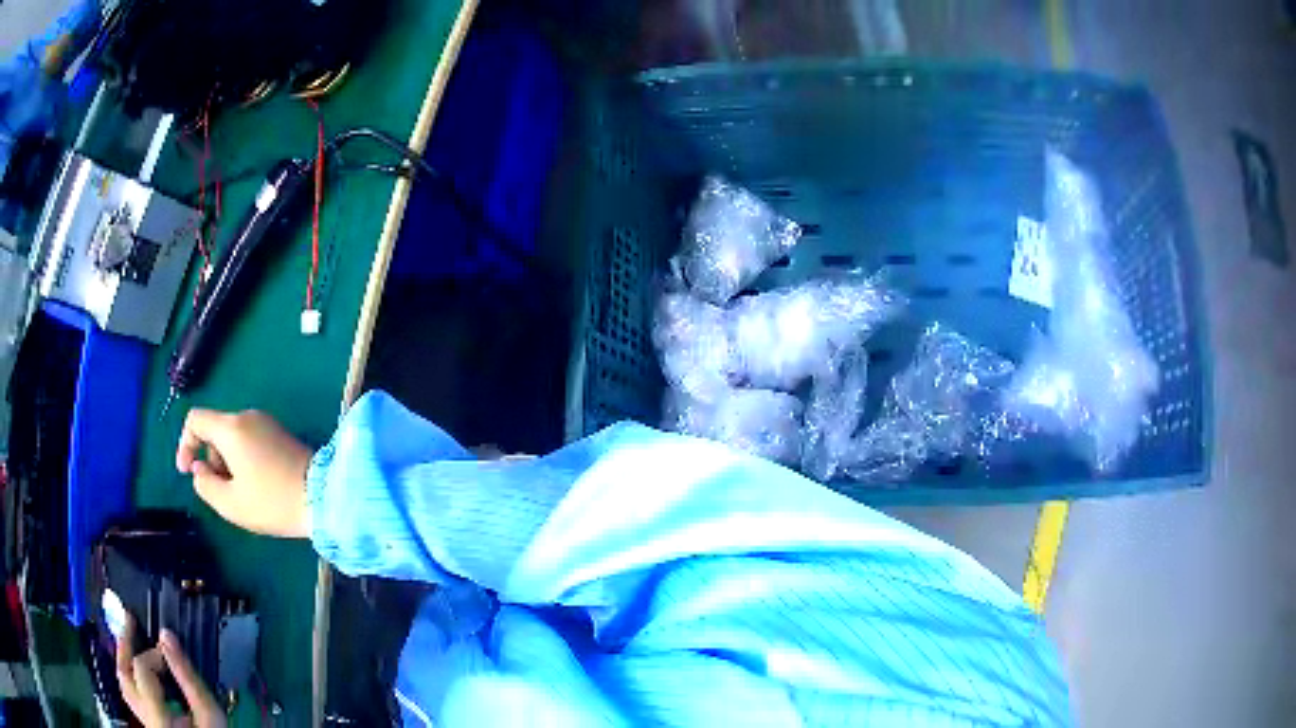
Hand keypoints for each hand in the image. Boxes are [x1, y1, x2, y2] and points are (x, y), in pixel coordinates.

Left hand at [116, 617, 224, 727]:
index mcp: (158, 718)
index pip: (142, 669)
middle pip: (123, 675)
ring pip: (124, 685)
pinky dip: (133, 677)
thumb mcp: (210, 715)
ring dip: (125, 659)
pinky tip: (140, 669)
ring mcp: (146, 722)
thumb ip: (188, 678)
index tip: (170, 649)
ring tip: (129, 638)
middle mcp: (146, 719)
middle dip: (124, 644)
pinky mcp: (150, 724)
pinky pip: (132, 695)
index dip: (154, 653)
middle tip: (129, 620)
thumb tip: (167, 636)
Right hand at [176, 408, 313, 537]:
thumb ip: (205, 484)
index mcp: (231, 427)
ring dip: (227, 463)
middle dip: (211, 460)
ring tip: (243, 493)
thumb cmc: (272, 502)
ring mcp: (267, 423)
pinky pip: (250, 441)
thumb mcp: (230, 503)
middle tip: (223, 491)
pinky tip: (257, 486)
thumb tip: (199, 469)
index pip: (195, 419)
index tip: (187, 472)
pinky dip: (243, 460)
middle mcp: (248, 416)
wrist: (324, 498)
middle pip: (215, 430)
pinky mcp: (280, 434)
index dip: (185, 444)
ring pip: (232, 437)